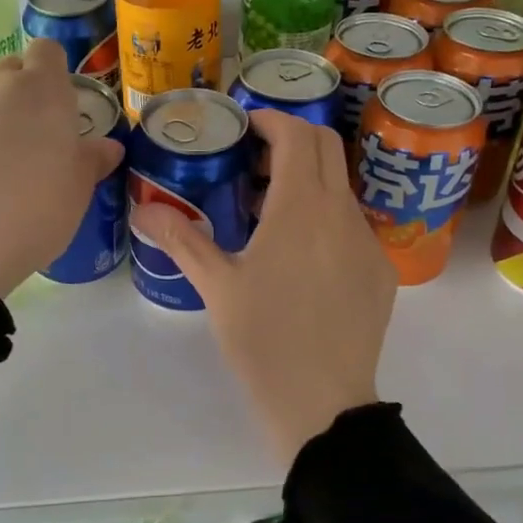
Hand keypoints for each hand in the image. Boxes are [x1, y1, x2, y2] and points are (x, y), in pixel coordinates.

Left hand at [0, 39, 122, 296]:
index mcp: (43, 93)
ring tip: (5, 172)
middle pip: (13, 71)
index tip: (65, 103)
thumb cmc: (34, 211)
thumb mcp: (78, 192)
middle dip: (26, 94)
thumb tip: (108, 146)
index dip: (56, 71)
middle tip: (41, 138)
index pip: (48, 51)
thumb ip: (93, 161)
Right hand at [131, 111, 396, 463]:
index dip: (270, 120)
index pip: (297, 135)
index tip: (244, 127)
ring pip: (339, 189)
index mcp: (301, 207)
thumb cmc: (263, 338)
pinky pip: (352, 226)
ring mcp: (368, 242)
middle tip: (252, 165)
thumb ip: (181, 238)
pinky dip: (324, 219)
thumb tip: (142, 209)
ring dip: (307, 183)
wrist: (322, 402)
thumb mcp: (216, 286)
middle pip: (326, 148)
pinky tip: (300, 260)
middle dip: (291, 141)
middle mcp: (342, 213)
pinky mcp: (380, 271)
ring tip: (268, 217)